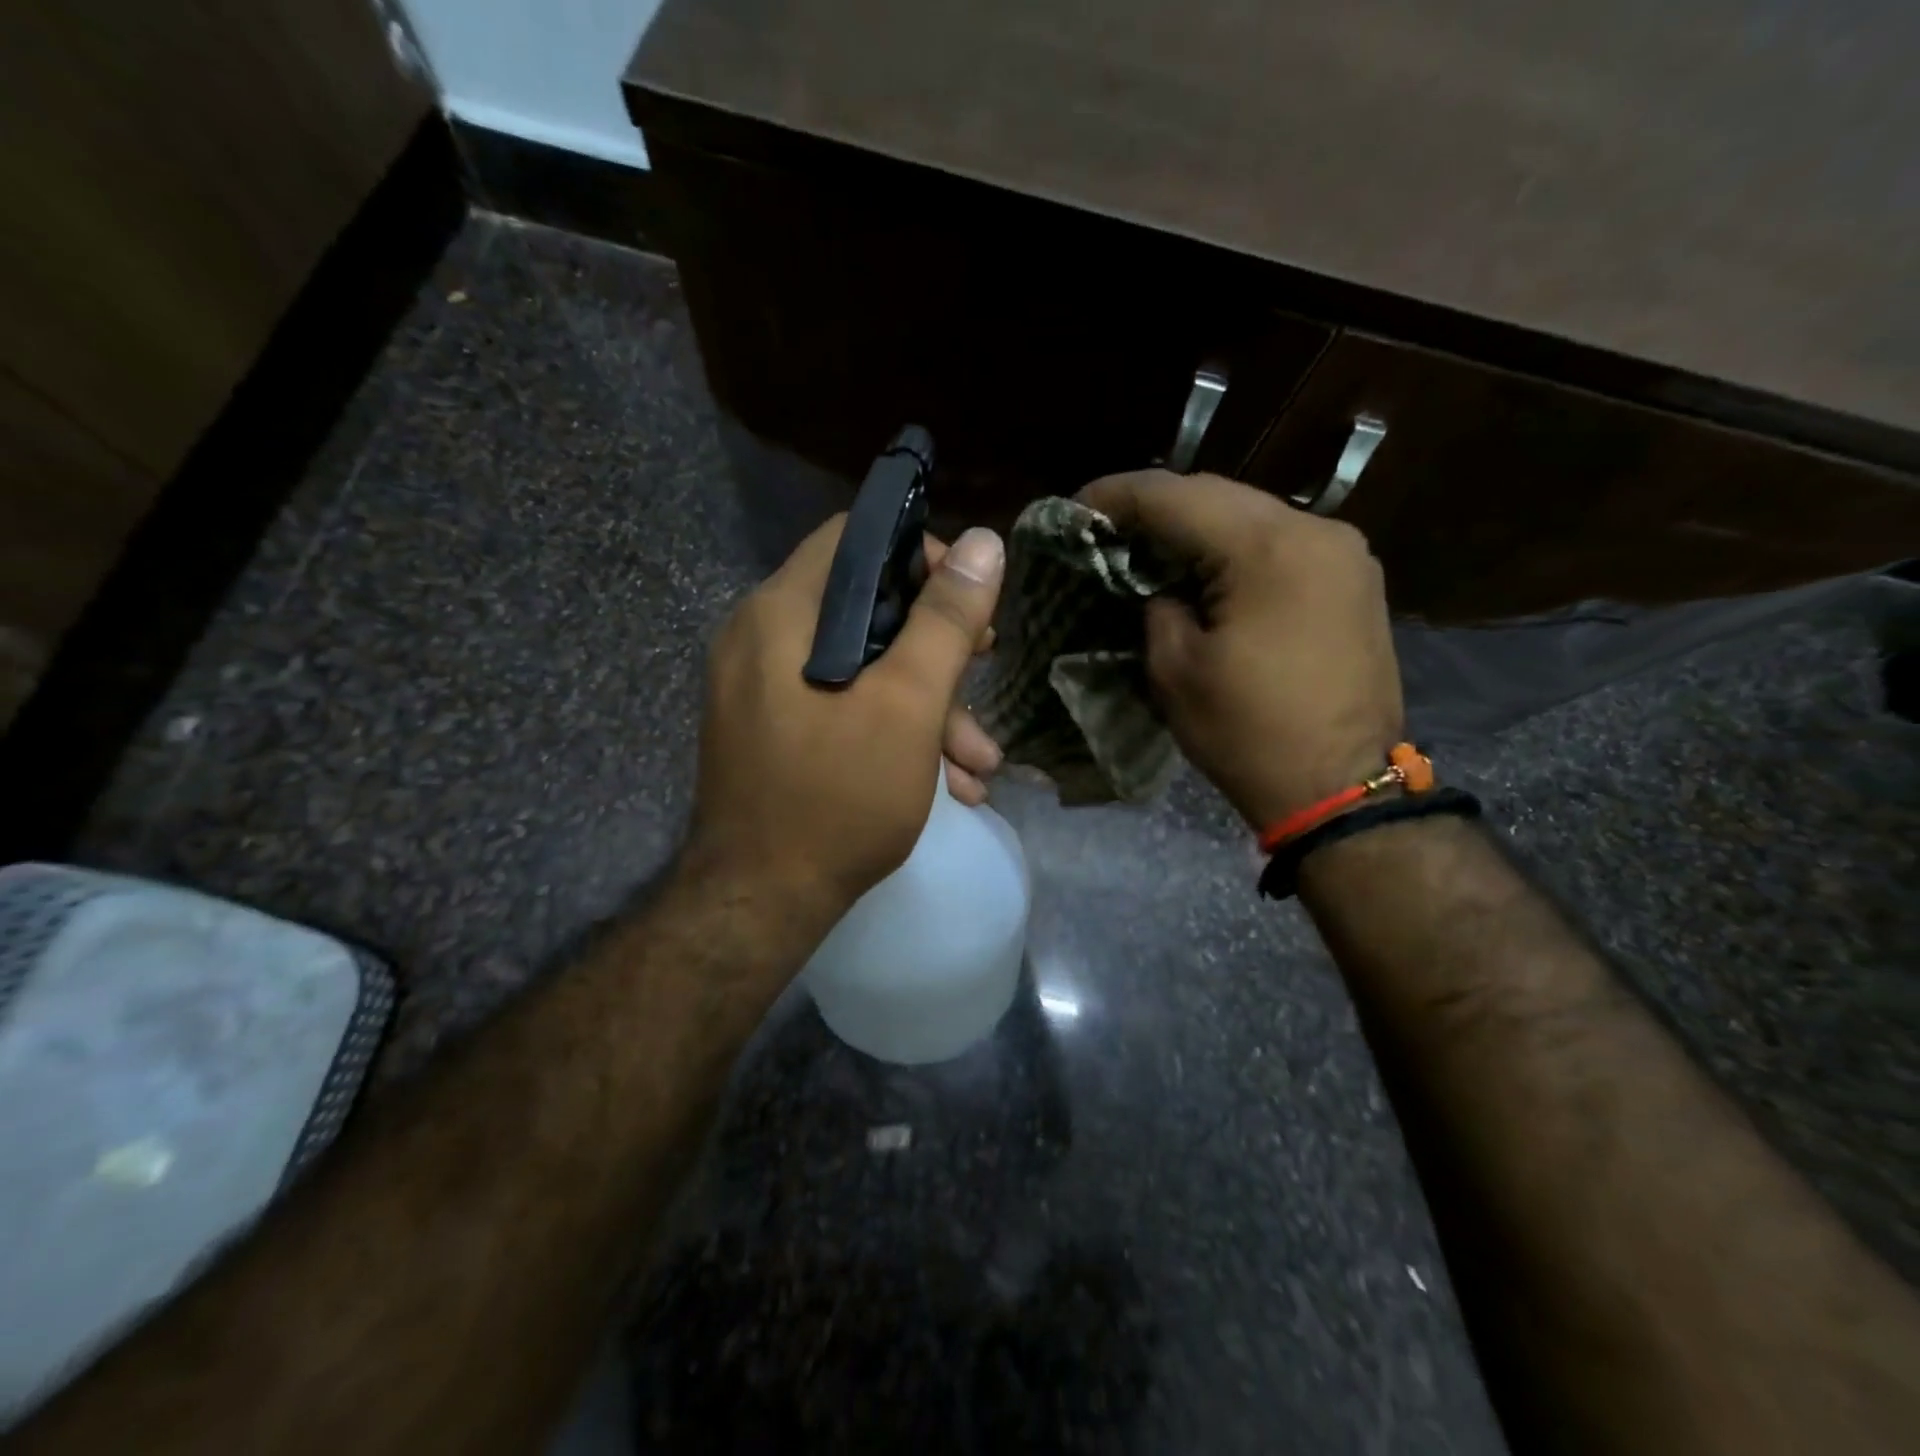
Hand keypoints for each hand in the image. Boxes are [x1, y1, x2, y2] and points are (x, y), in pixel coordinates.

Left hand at [685, 517, 1006, 919]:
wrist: (762, 904)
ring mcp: (764, 690)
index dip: (922, 555)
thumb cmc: (838, 796)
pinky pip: (841, 708)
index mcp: (782, 614)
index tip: (968, 601)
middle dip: (938, 650)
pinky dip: (892, 733)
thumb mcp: (908, 704)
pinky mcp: (775, 732)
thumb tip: (985, 542)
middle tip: (986, 670)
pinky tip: (948, 783)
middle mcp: (763, 639)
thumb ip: (946, 620)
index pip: (856, 540)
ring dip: (928, 708)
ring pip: (862, 669)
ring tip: (980, 764)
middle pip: (867, 610)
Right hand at [1079, 470, 1403, 830]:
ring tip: (1151, 547)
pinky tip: (1207, 570)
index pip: (1176, 496)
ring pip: (1253, 515)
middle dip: (1158, 508)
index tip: (1076, 507)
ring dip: (1198, 527)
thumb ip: (1157, 606)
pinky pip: (1282, 544)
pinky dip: (1236, 549)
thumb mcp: (1175, 669)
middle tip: (1108, 527)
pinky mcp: (1354, 580)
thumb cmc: (1247, 733)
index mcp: (1267, 549)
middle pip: (1219, 496)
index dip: (1118, 496)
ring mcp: (1344, 553)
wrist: (1340, 788)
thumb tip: (1162, 587)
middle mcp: (1315, 531)